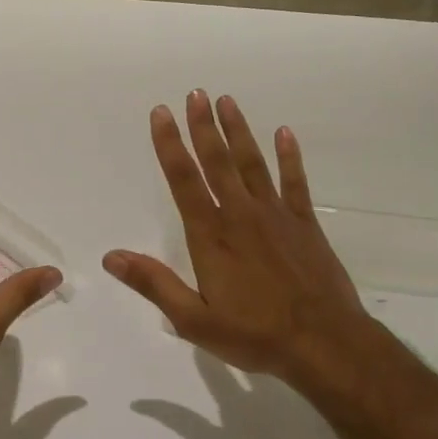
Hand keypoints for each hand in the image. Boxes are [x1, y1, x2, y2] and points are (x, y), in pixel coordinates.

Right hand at [103, 91, 380, 386]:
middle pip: (217, 161)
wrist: (325, 345)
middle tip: (195, 93)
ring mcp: (276, 215)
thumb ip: (154, 284)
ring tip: (227, 101)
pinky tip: (284, 133)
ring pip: (252, 163)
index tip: (161, 113)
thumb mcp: (194, 319)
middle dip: (203, 126)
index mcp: (211, 236)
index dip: (170, 145)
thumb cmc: (255, 335)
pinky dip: (289, 156)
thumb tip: (111, 257)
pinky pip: (295, 181)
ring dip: (238, 131)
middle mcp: (240, 215)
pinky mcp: (305, 224)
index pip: (184, 180)